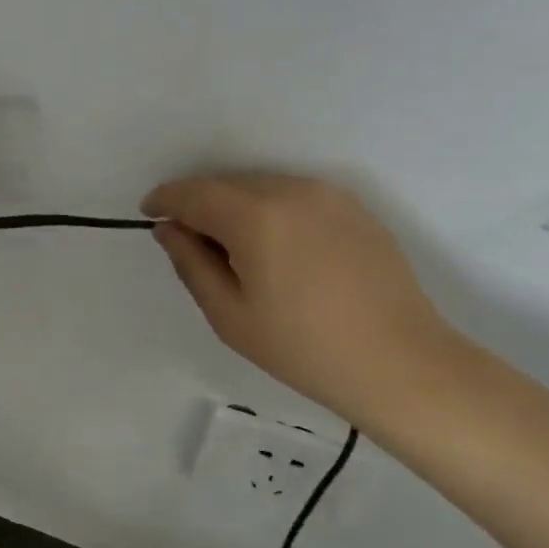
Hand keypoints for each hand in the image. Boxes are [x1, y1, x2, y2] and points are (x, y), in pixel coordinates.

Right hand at [141, 173, 453, 420]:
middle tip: (187, 241)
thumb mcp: (229, 314)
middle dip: (199, 204)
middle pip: (227, 184)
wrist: (399, 363)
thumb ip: (191, 262)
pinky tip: (273, 248)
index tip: (149, 213)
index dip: (165, 199)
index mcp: (256, 216)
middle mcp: (292, 190)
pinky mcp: (354, 208)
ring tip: (231, 249)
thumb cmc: (302, 348)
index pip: (194, 193)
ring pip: (261, 187)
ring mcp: (329, 196)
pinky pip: (294, 196)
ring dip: (234, 206)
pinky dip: (269, 210)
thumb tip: (170, 229)